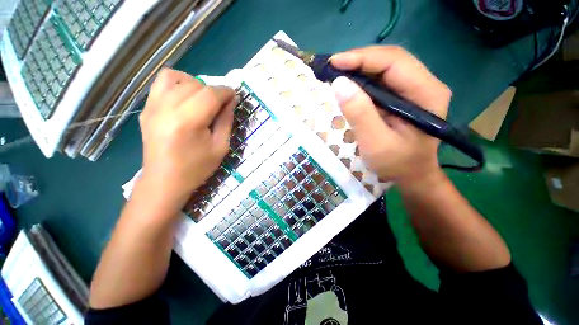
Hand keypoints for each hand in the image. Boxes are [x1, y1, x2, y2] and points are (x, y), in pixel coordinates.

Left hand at [138, 69, 235, 208]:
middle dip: (213, 90)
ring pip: (176, 77)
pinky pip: (161, 83)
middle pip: (195, 85)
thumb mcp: (220, 147)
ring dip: (195, 84)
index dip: (225, 92)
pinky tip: (185, 98)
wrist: (164, 181)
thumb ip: (226, 121)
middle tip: (221, 104)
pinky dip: (177, 84)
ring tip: (202, 98)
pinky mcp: (146, 109)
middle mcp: (166, 109)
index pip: (210, 94)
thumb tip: (231, 101)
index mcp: (188, 122)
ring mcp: (152, 107)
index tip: (234, 95)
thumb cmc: (197, 168)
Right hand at [330, 46, 450, 189]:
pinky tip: (349, 85)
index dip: (362, 58)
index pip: (394, 62)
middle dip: (359, 60)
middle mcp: (425, 84)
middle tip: (333, 68)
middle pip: (390, 60)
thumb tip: (339, 83)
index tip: (334, 63)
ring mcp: (415, 90)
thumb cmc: (396, 163)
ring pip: (385, 68)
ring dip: (359, 68)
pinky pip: (381, 81)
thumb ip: (360, 114)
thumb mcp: (376, 143)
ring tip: (338, 74)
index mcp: (426, 93)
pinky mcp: (403, 97)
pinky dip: (363, 80)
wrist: (411, 175)